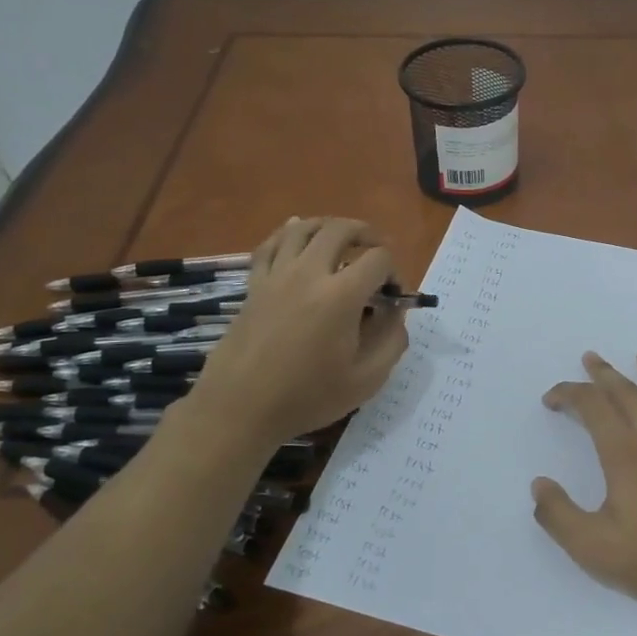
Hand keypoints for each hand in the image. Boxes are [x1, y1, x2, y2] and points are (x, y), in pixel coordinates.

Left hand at [186, 217, 409, 444]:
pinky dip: (289, 232)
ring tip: (342, 239)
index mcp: (341, 296)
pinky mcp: (254, 284)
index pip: (379, 258)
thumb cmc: (307, 397)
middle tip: (377, 252)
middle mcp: (309, 273)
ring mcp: (277, 275)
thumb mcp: (367, 380)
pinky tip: (297, 234)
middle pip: (341, 230)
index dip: (395, 271)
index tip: (393, 297)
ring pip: (303, 228)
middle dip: (367, 235)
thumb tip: (396, 313)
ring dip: (329, 226)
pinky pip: (271, 244)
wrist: (240, 408)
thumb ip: (392, 341)